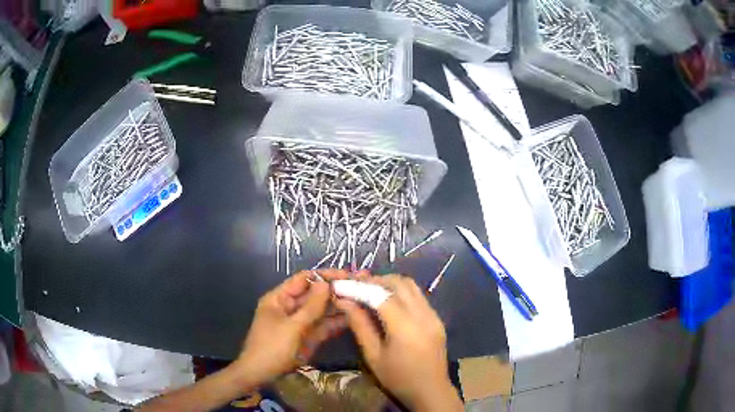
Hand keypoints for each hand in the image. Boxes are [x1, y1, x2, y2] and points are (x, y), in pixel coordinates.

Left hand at [235, 269, 348, 384]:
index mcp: (279, 298)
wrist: (261, 375)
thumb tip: (326, 283)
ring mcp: (299, 323)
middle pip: (314, 295)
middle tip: (359, 288)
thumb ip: (311, 306)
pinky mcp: (307, 337)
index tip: (347, 275)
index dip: (324, 275)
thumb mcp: (292, 326)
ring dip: (338, 306)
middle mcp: (290, 307)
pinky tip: (352, 318)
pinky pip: (322, 326)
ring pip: (321, 311)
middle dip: (334, 291)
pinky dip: (335, 323)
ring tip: (360, 301)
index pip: (304, 279)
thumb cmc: (272, 347)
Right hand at [335, 275, 462, 410]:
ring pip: (411, 286)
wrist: (430, 390)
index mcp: (405, 327)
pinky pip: (418, 296)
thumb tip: (344, 301)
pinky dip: (401, 291)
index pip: (380, 295)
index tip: (341, 285)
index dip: (359, 287)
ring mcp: (433, 315)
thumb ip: (360, 325)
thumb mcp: (373, 356)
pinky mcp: (437, 318)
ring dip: (389, 283)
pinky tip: (388, 301)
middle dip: (375, 280)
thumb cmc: (397, 378)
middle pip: (399, 283)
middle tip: (355, 285)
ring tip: (369, 290)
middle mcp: (423, 315)